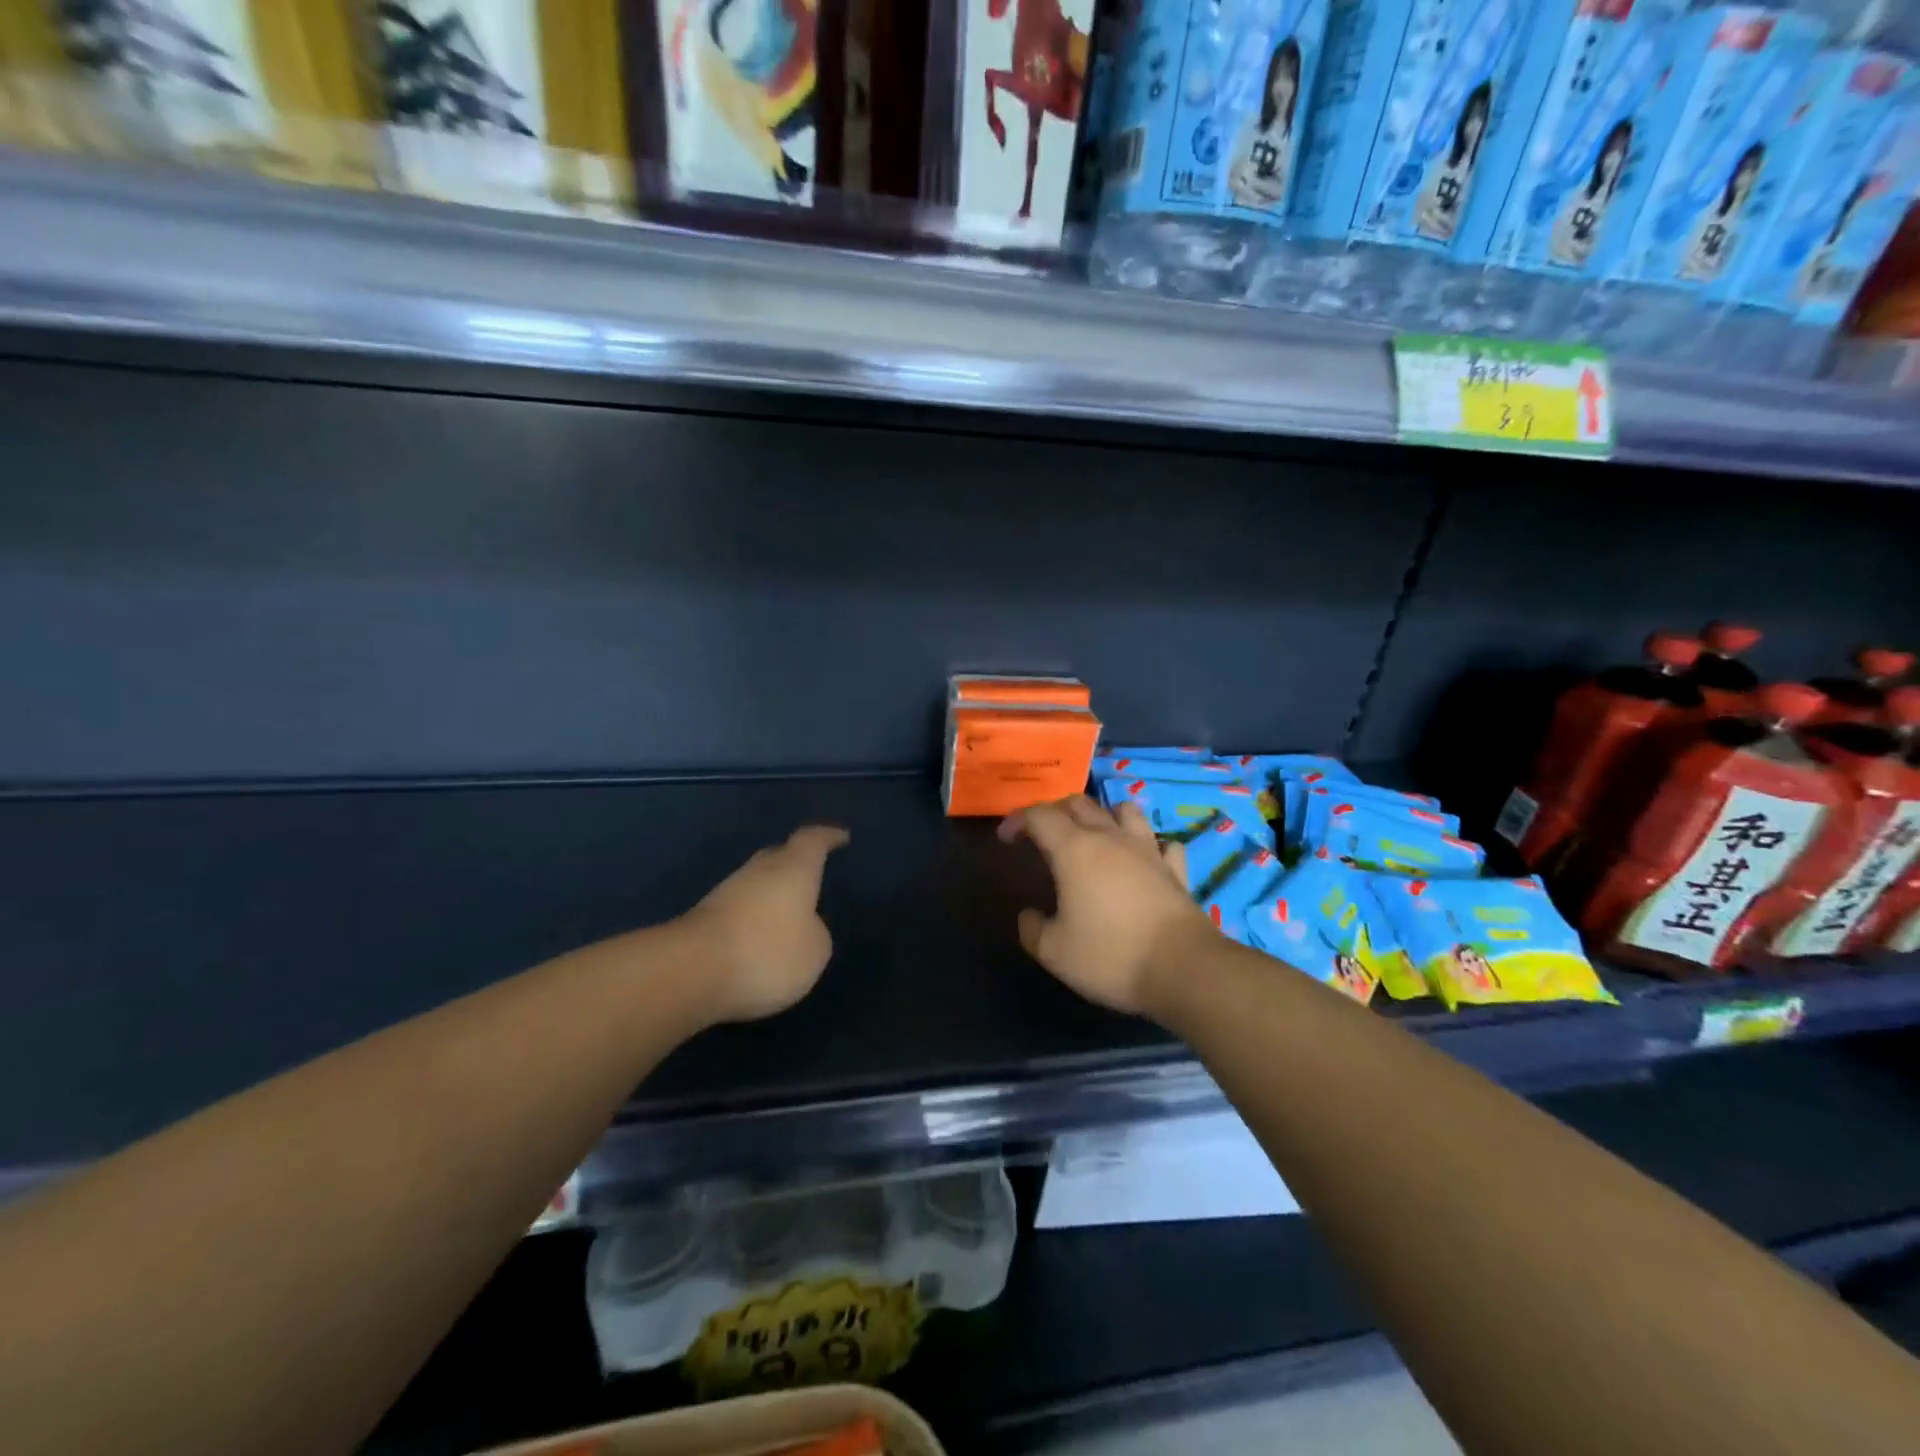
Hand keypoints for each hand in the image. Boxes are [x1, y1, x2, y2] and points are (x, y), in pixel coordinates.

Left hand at [681, 825, 848, 1023]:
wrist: (691, 971)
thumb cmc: (767, 952)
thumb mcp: (814, 951)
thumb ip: (816, 933)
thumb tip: (804, 926)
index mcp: (793, 868)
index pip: (813, 841)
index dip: (828, 837)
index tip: (841, 836)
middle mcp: (759, 871)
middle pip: (779, 855)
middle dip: (796, 861)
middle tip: (812, 872)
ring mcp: (726, 892)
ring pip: (756, 883)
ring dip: (771, 893)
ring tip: (788, 912)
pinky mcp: (703, 919)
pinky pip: (738, 910)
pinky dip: (752, 918)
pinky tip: (758, 938)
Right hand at [999, 796, 1211, 1017]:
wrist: (1184, 969)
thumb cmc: (1111, 956)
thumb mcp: (1054, 952)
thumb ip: (1032, 928)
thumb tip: (1029, 915)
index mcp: (1074, 850)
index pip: (1039, 816)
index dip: (1018, 820)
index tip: (1006, 839)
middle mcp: (1111, 838)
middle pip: (1079, 803)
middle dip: (1055, 811)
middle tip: (1042, 835)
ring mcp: (1148, 850)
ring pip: (1124, 810)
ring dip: (1104, 815)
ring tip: (1094, 835)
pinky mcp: (1176, 870)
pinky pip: (1162, 843)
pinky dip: (1149, 845)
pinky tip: (1144, 859)